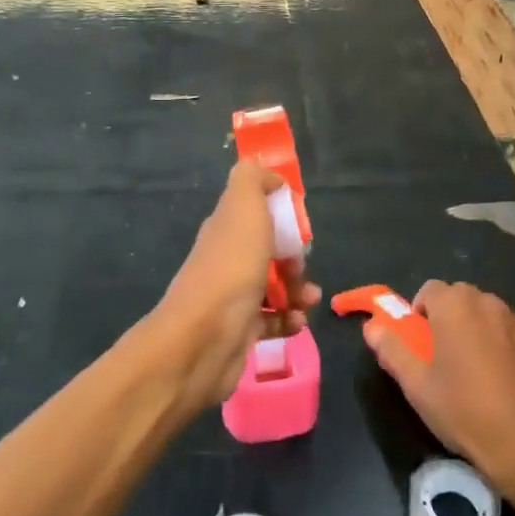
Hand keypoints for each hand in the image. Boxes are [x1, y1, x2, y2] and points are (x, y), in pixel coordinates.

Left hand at [144, 161, 319, 414]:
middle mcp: (226, 258)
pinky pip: (272, 320)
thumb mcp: (243, 207)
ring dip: (298, 289)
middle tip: (301, 265)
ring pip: (273, 286)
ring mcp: (232, 296)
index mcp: (226, 227)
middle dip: (293, 256)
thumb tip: (269, 177)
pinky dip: (289, 319)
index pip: (255, 211)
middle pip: (267, 250)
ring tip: (310, 300)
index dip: (280, 213)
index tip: (299, 223)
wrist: (204, 338)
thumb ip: (253, 180)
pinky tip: (297, 321)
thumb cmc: (231, 267)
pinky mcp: (241, 330)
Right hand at [364, 280, 514, 494]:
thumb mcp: (416, 384)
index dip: (420, 313)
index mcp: (456, 305)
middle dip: (448, 319)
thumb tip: (371, 326)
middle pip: (460, 298)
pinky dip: (503, 348)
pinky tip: (503, 383)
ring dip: (476, 331)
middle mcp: (489, 303)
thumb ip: (391, 348)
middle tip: (442, 358)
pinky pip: (512, 336)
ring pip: (488, 316)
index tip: (420, 344)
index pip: (430, 289)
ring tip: (473, 372)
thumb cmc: (463, 409)